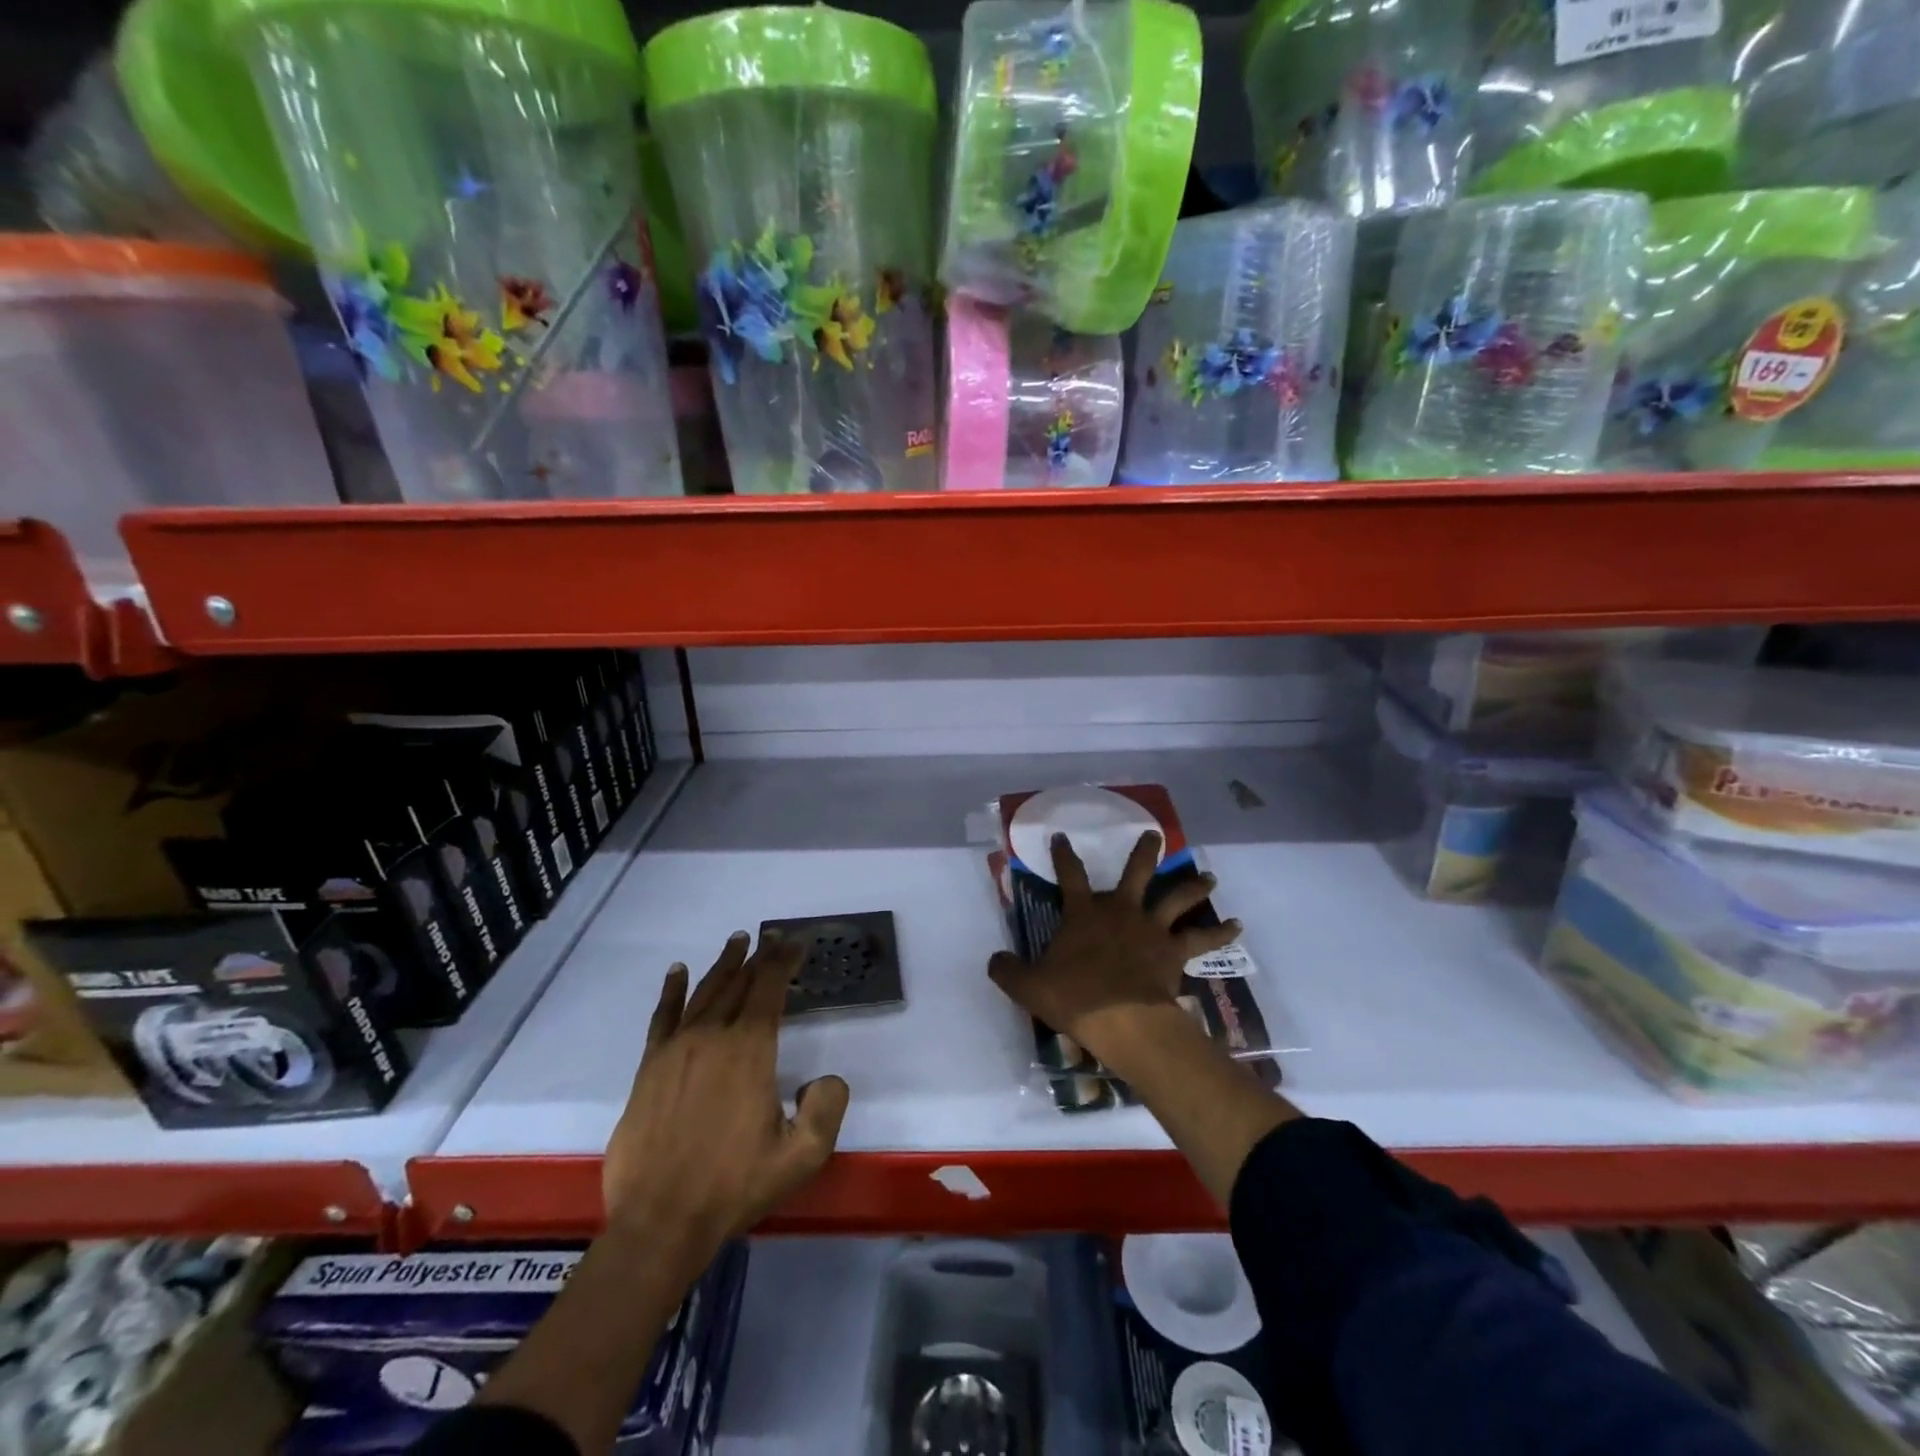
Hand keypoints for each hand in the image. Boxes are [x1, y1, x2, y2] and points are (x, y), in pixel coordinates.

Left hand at [602, 931, 849, 1255]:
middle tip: (771, 937)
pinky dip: (673, 990)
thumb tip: (825, 1078)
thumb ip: (826, 1108)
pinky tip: (678, 972)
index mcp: (749, 1051)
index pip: (769, 989)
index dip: (783, 961)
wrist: (660, 1222)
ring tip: (738, 942)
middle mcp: (712, 1037)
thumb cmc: (734, 1186)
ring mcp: (676, 1049)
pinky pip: (663, 1016)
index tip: (794, 943)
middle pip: (738, 984)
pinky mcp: (649, 1067)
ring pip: (704, 993)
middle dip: (759, 957)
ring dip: (724, 965)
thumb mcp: (801, 1156)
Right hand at [988, 831, 1240, 1063]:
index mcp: (1084, 913)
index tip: (1062, 837)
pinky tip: (1237, 926)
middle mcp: (1120, 911)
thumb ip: (1007, 970)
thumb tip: (994, 960)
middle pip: (1135, 873)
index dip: (1064, 855)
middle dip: (1144, 852)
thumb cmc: (1074, 997)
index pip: (1070, 875)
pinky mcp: (1174, 951)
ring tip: (1209, 877)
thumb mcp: (1028, 986)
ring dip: (1193, 886)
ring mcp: (1151, 929)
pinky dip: (1220, 932)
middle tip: (1155, 835)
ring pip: (1175, 898)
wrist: (1122, 1019)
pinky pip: (1202, 939)